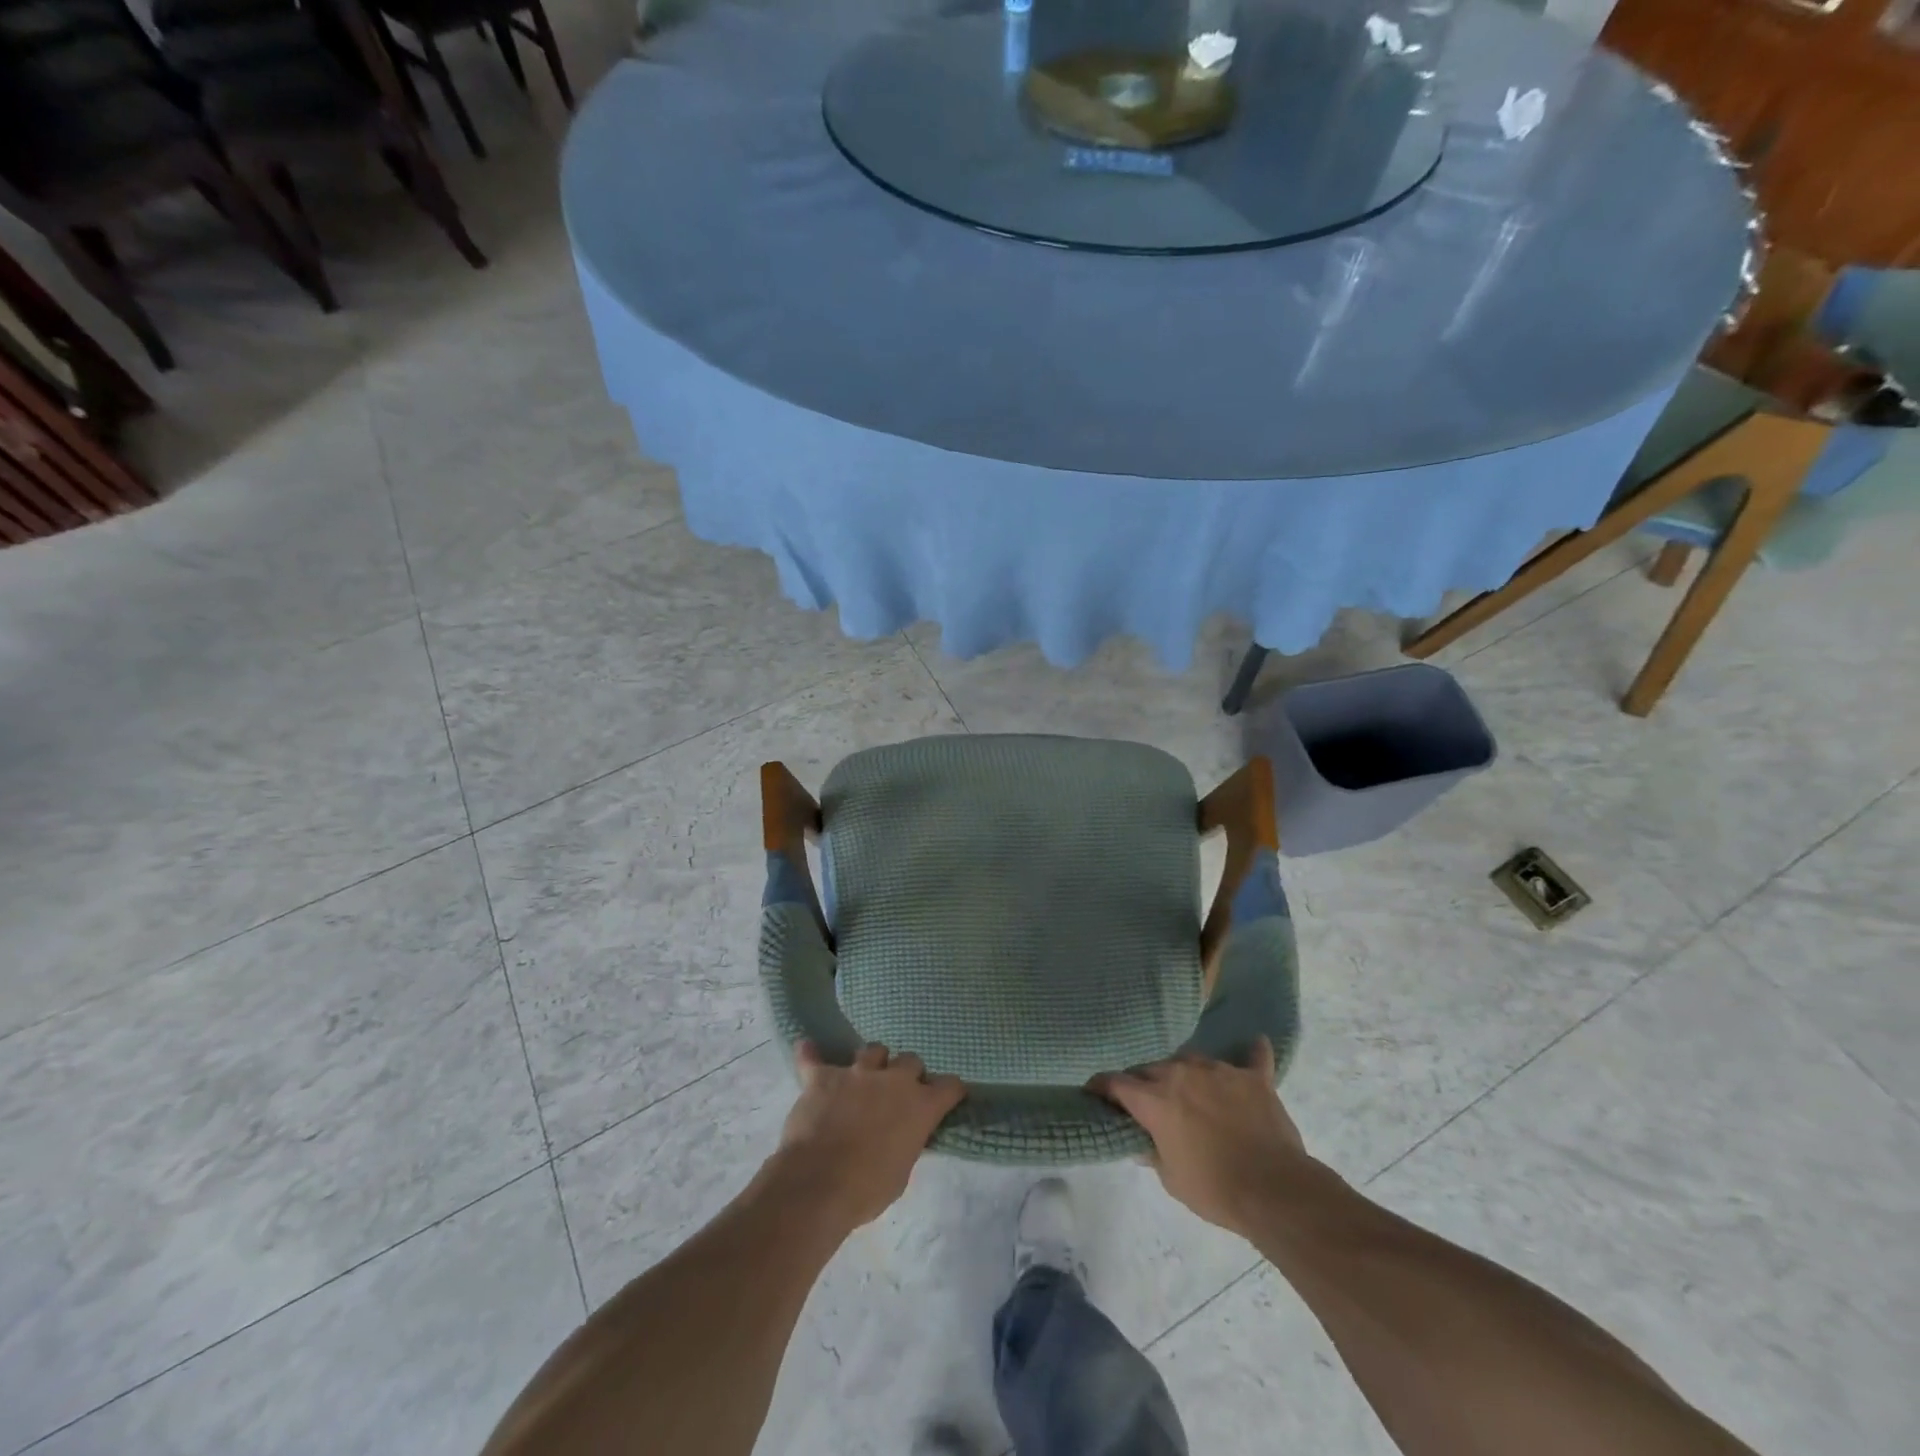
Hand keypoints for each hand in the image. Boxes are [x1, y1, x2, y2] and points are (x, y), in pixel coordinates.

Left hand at [769, 1041, 965, 1231]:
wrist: (817, 1184)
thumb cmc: (867, 1190)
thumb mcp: (901, 1173)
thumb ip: (906, 1143)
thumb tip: (901, 1136)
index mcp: (920, 1106)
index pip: (949, 1086)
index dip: (949, 1091)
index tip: (946, 1097)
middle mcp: (894, 1080)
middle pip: (910, 1060)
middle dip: (907, 1074)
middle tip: (897, 1093)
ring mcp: (857, 1073)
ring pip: (873, 1050)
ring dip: (872, 1063)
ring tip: (862, 1079)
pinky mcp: (823, 1076)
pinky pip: (813, 1058)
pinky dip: (810, 1055)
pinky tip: (807, 1050)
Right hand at [1089, 1039, 1314, 1237]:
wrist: (1275, 1190)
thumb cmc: (1215, 1189)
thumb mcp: (1171, 1179)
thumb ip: (1152, 1152)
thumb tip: (1141, 1142)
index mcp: (1156, 1099)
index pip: (1116, 1083)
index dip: (1101, 1087)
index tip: (1094, 1092)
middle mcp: (1182, 1073)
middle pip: (1152, 1069)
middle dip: (1144, 1083)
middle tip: (1147, 1102)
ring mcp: (1220, 1071)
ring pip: (1190, 1060)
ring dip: (1185, 1073)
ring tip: (1190, 1091)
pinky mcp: (1253, 1077)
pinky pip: (1252, 1057)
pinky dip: (1251, 1054)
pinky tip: (1255, 1045)